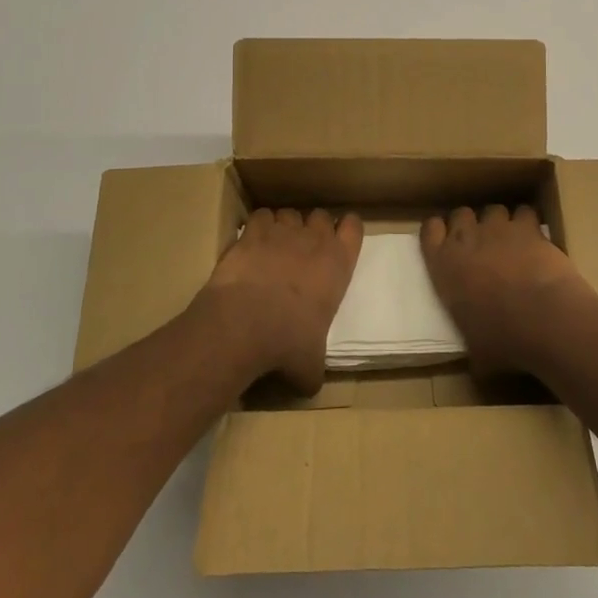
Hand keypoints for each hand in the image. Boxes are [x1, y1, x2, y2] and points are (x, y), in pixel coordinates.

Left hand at [200, 208, 361, 392]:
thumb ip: (315, 366)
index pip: (354, 227)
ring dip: (285, 227)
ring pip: (289, 214)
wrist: (244, 324)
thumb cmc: (288, 343)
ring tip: (274, 247)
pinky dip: (258, 226)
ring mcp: (282, 232)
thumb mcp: (311, 364)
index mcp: (338, 263)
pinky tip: (251, 244)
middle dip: (313, 228)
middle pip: (320, 215)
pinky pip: (260, 216)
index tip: (339, 240)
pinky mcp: (252, 233)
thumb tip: (310, 382)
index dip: (346, 230)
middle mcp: (314, 239)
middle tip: (303, 250)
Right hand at [420, 204, 597, 377]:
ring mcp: (498, 229)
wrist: (544, 319)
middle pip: (461, 213)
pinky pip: (524, 212)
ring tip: (511, 242)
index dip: (439, 233)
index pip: (429, 231)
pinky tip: (535, 240)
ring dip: (500, 223)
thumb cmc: (503, 340)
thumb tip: (479, 365)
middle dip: (470, 224)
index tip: (446, 242)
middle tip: (481, 244)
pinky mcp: (528, 227)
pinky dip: (529, 223)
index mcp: (443, 266)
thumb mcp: (476, 350)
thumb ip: (472, 344)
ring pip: (493, 210)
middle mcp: (466, 239)